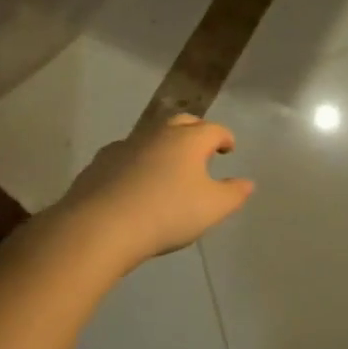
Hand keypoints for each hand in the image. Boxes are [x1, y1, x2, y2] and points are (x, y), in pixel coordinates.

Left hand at [50, 114, 253, 268]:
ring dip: (164, 146)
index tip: (228, 148)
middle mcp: (157, 134)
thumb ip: (233, 194)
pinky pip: (126, 155)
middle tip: (202, 149)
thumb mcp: (212, 208)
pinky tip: (135, 181)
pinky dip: (137, 162)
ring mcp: (125, 145)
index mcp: (188, 140)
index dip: (224, 137)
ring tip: (168, 167)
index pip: (213, 129)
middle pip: (181, 123)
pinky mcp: (100, 162)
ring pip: (151, 137)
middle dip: (195, 132)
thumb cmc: (167, 213)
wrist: (101, 226)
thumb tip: (247, 182)